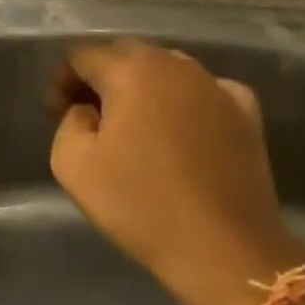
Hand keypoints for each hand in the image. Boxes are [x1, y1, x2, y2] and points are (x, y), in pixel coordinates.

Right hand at [50, 39, 302, 304]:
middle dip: (102, 78)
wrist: (224, 249)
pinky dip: (187, 101)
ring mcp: (216, 86)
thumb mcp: (72, 165)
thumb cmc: (141, 205)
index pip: (83, 55)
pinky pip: (207, 90)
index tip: (58, 114)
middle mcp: (175, 65)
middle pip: (126, 55)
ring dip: (144, 87)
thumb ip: (69, 122)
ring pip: (167, 69)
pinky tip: (183, 128)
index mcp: (130, 71)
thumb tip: (88, 111)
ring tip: (136, 125)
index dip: (64, 81)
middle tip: (91, 117)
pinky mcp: (246, 113)